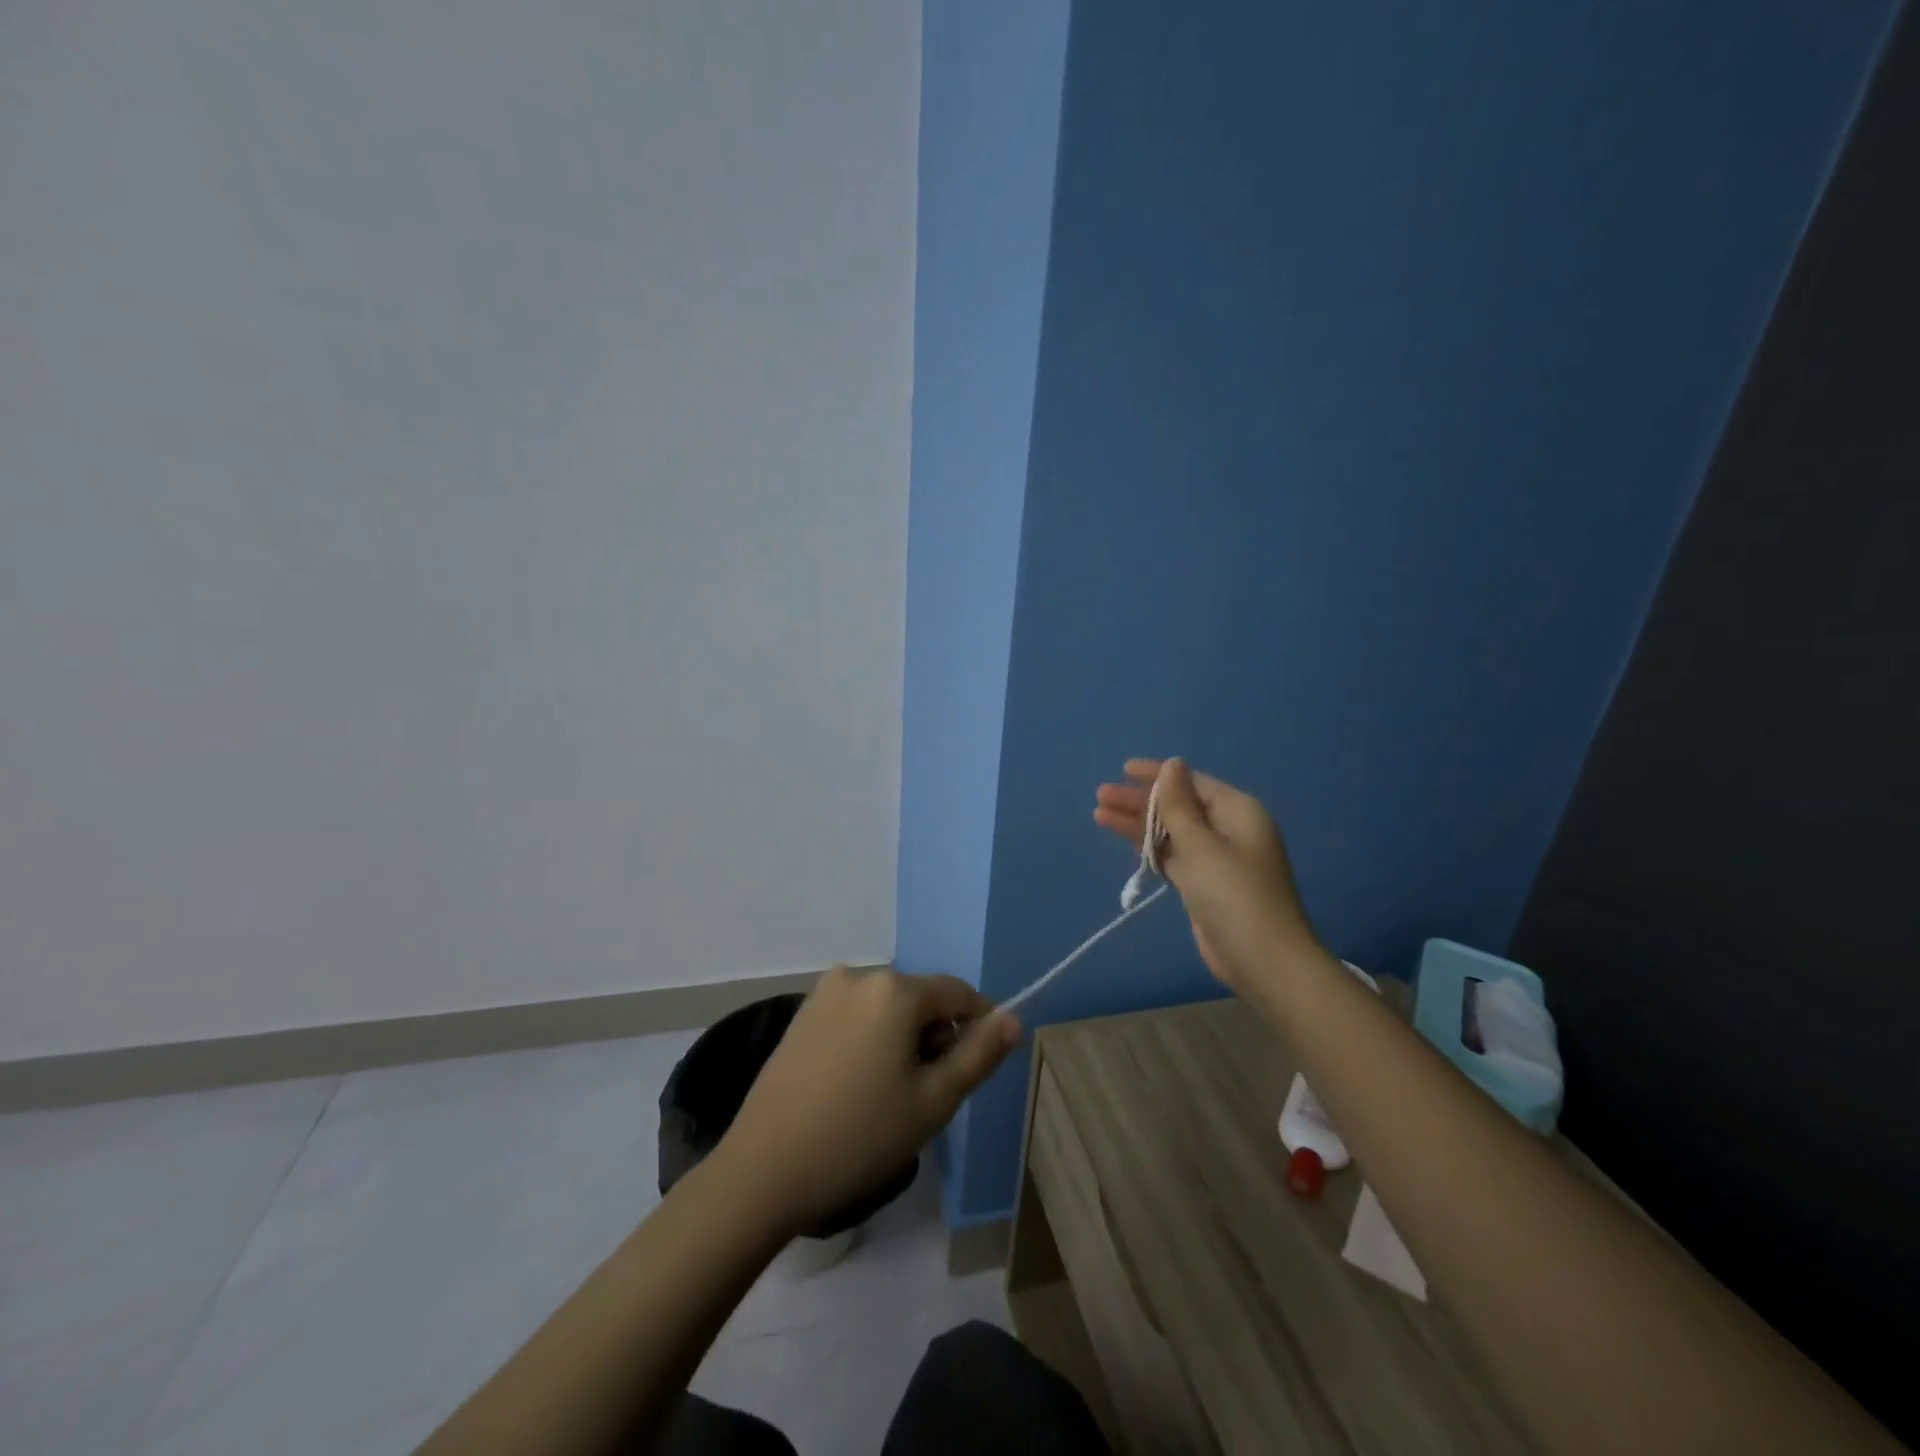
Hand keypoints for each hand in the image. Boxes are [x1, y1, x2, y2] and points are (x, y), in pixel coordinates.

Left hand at [716, 966, 1019, 1234]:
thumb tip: (1013, 1018)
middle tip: (928, 1095)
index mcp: (895, 989)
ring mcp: (825, 992)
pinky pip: (856, 1015)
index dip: (978, 1026)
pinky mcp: (802, 1013)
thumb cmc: (859, 1137)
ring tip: (890, 1096)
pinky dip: (870, 1039)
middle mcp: (860, 975)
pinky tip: (857, 1086)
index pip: (958, 994)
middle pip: (920, 999)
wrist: (762, 1171)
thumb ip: (979, 1054)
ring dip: (902, 1039)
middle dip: (935, 1036)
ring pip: (887, 1008)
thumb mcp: (933, 1101)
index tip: (976, 1069)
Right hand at [1095, 758, 1318, 994]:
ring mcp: (1217, 859)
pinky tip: (1126, 841)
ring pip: (1171, 832)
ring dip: (1138, 824)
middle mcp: (1229, 829)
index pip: (1191, 782)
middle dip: (1139, 801)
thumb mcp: (1201, 844)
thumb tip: (1172, 764)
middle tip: (1100, 796)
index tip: (1123, 770)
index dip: (1157, 775)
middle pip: (1178, 806)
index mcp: (1237, 811)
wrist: (1263, 960)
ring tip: (1099, 815)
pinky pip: (1173, 856)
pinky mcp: (1205, 885)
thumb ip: (1179, 805)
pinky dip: (1150, 848)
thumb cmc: (1233, 894)